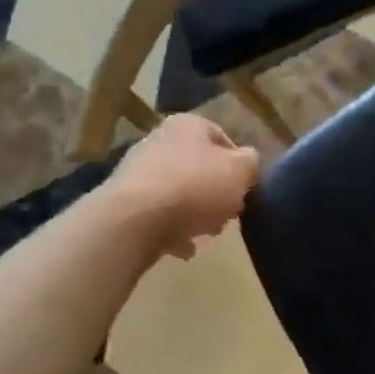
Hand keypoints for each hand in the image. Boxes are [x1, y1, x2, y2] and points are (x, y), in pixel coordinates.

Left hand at [108, 114, 260, 260]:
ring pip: (179, 192)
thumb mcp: (240, 172)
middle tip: (227, 214)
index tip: (245, 189)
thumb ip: (251, 163)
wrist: (133, 220)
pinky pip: (158, 214)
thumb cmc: (195, 187)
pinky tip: (184, 248)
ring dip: (195, 213)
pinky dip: (172, 229)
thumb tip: (248, 161)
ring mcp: (137, 171)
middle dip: (216, 192)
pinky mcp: (123, 201)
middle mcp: (159, 140)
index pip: (222, 138)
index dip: (239, 165)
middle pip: (199, 167)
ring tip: (206, 234)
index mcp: (188, 125)